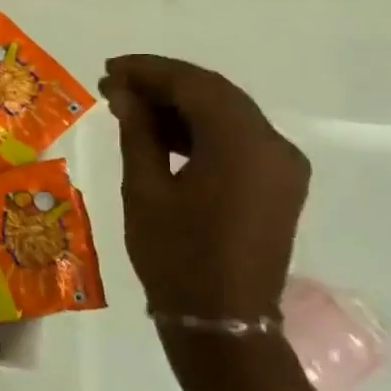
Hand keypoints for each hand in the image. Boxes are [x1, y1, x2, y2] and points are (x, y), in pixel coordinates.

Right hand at [99, 54, 308, 323]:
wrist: (221, 321)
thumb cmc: (175, 255)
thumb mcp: (145, 189)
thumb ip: (139, 132)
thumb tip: (125, 93)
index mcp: (243, 146)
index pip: (195, 85)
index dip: (149, 71)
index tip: (109, 69)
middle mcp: (274, 146)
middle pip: (216, 94)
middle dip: (163, 83)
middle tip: (114, 83)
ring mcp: (281, 166)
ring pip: (228, 114)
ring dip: (180, 105)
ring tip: (129, 106)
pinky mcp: (277, 184)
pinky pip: (237, 139)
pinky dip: (199, 129)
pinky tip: (161, 133)